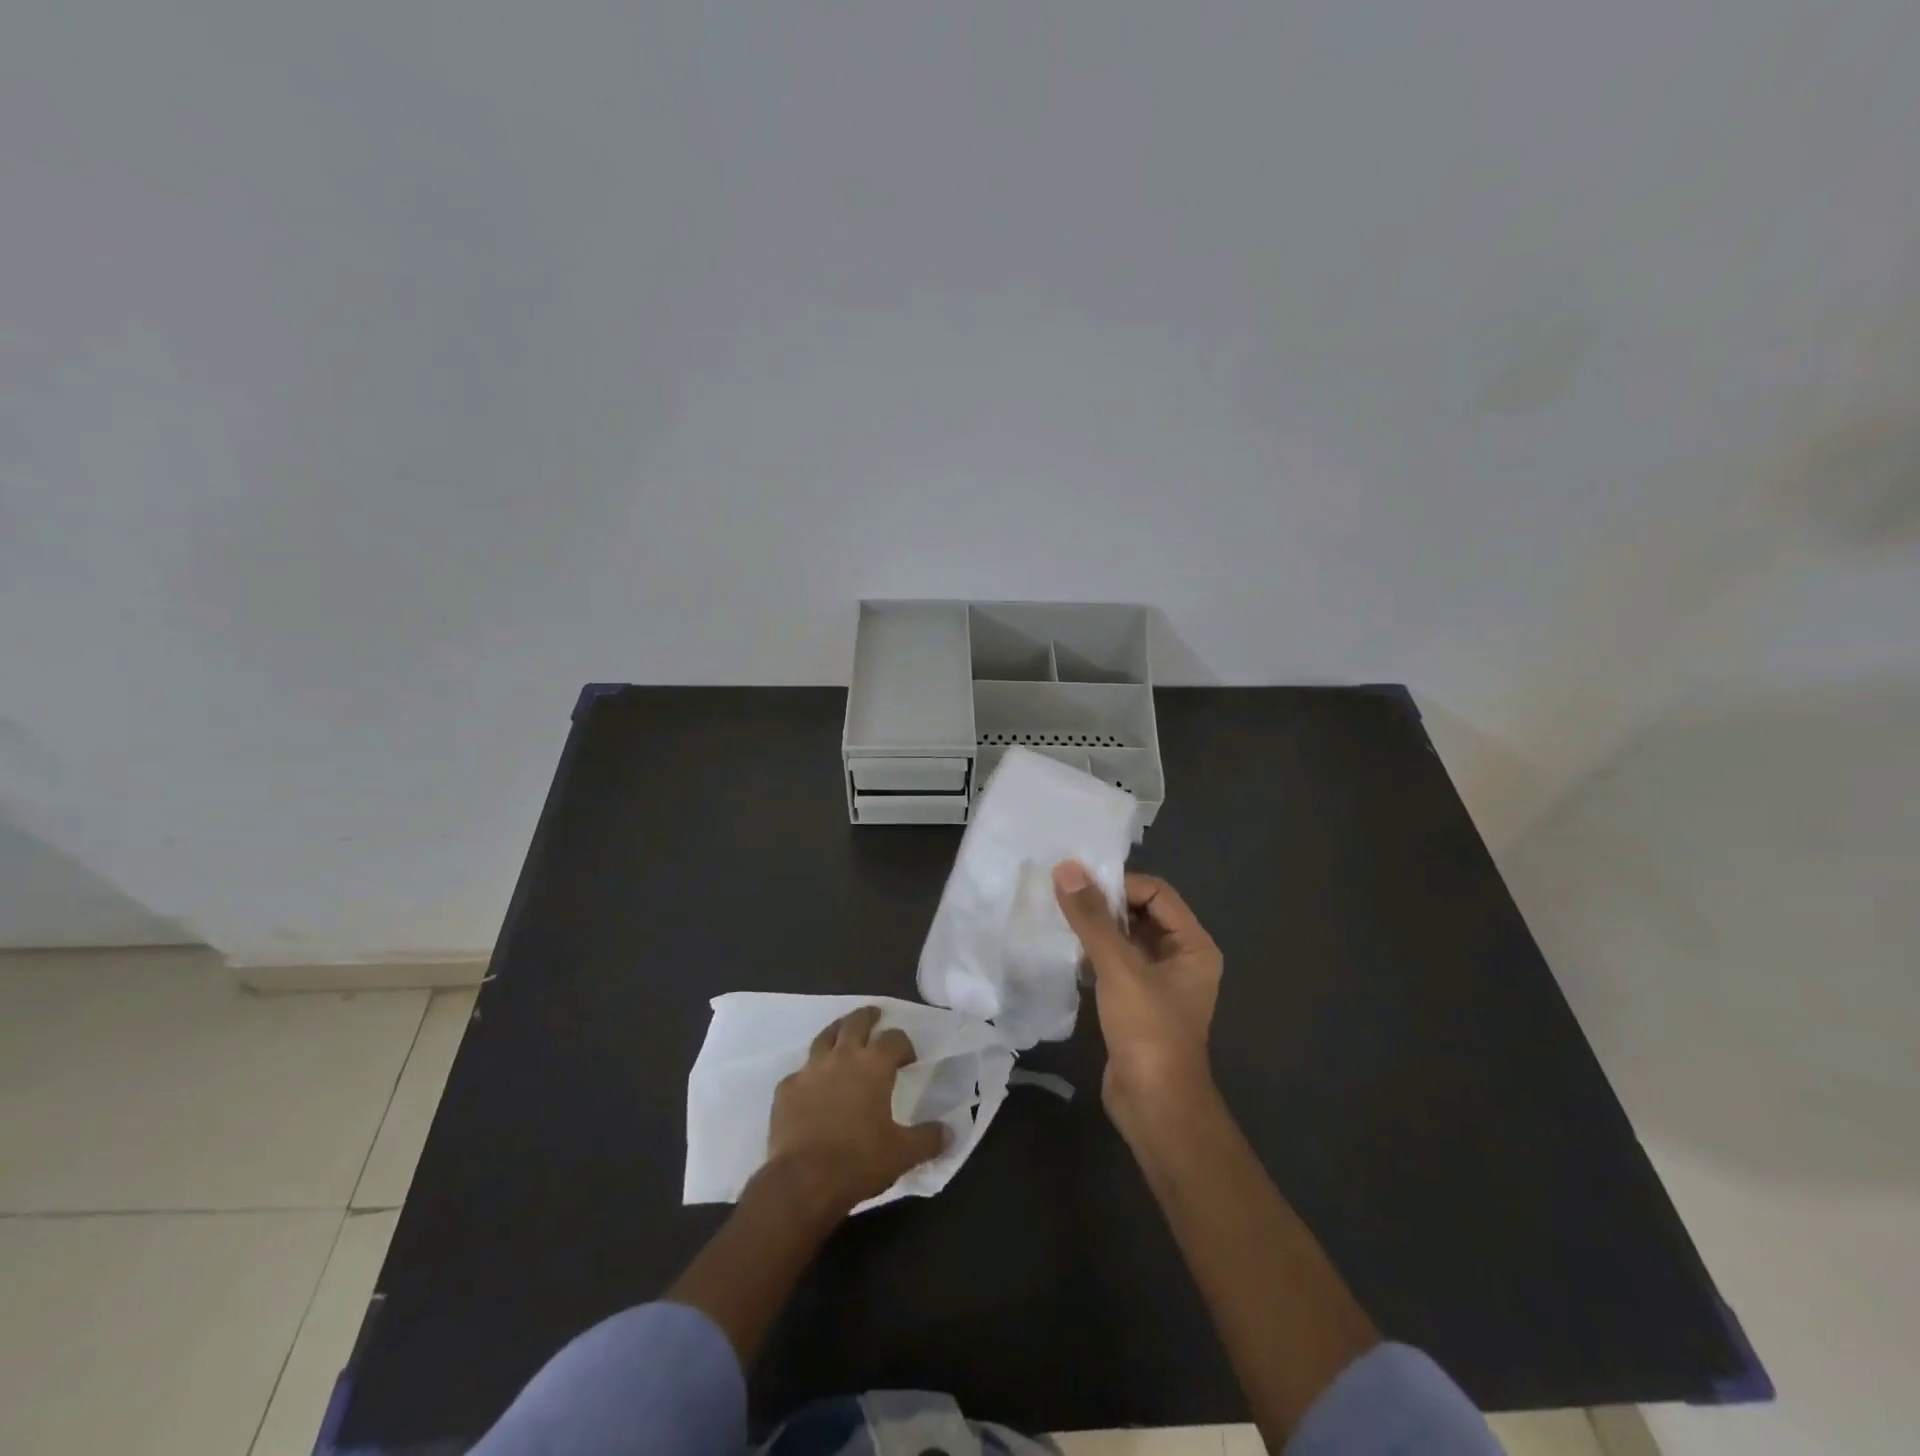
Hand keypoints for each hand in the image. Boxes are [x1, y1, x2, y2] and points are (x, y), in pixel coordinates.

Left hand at [767, 1006, 947, 1215]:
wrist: (803, 1181)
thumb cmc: (859, 1161)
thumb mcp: (903, 1154)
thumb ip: (928, 1139)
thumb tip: (949, 1132)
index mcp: (874, 1065)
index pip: (894, 1039)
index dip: (903, 1044)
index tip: (908, 1059)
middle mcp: (842, 1057)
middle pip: (855, 1023)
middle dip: (868, 1017)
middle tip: (874, 1016)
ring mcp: (810, 1070)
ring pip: (824, 1037)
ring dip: (837, 1032)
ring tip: (842, 1034)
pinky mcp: (786, 1089)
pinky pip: (800, 1073)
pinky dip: (809, 1074)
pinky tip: (812, 1086)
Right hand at [1053, 862, 1222, 1133]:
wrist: (1155, 1107)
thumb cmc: (1148, 1031)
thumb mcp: (1119, 968)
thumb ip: (1092, 918)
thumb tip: (1066, 869)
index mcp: (1192, 945)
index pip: (1155, 892)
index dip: (1118, 884)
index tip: (1078, 885)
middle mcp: (1180, 958)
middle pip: (1140, 912)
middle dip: (1103, 904)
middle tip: (1062, 896)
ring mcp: (1158, 982)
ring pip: (1124, 939)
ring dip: (1095, 929)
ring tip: (1058, 919)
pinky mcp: (1136, 1002)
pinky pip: (1115, 963)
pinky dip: (1092, 954)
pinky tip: (1065, 952)